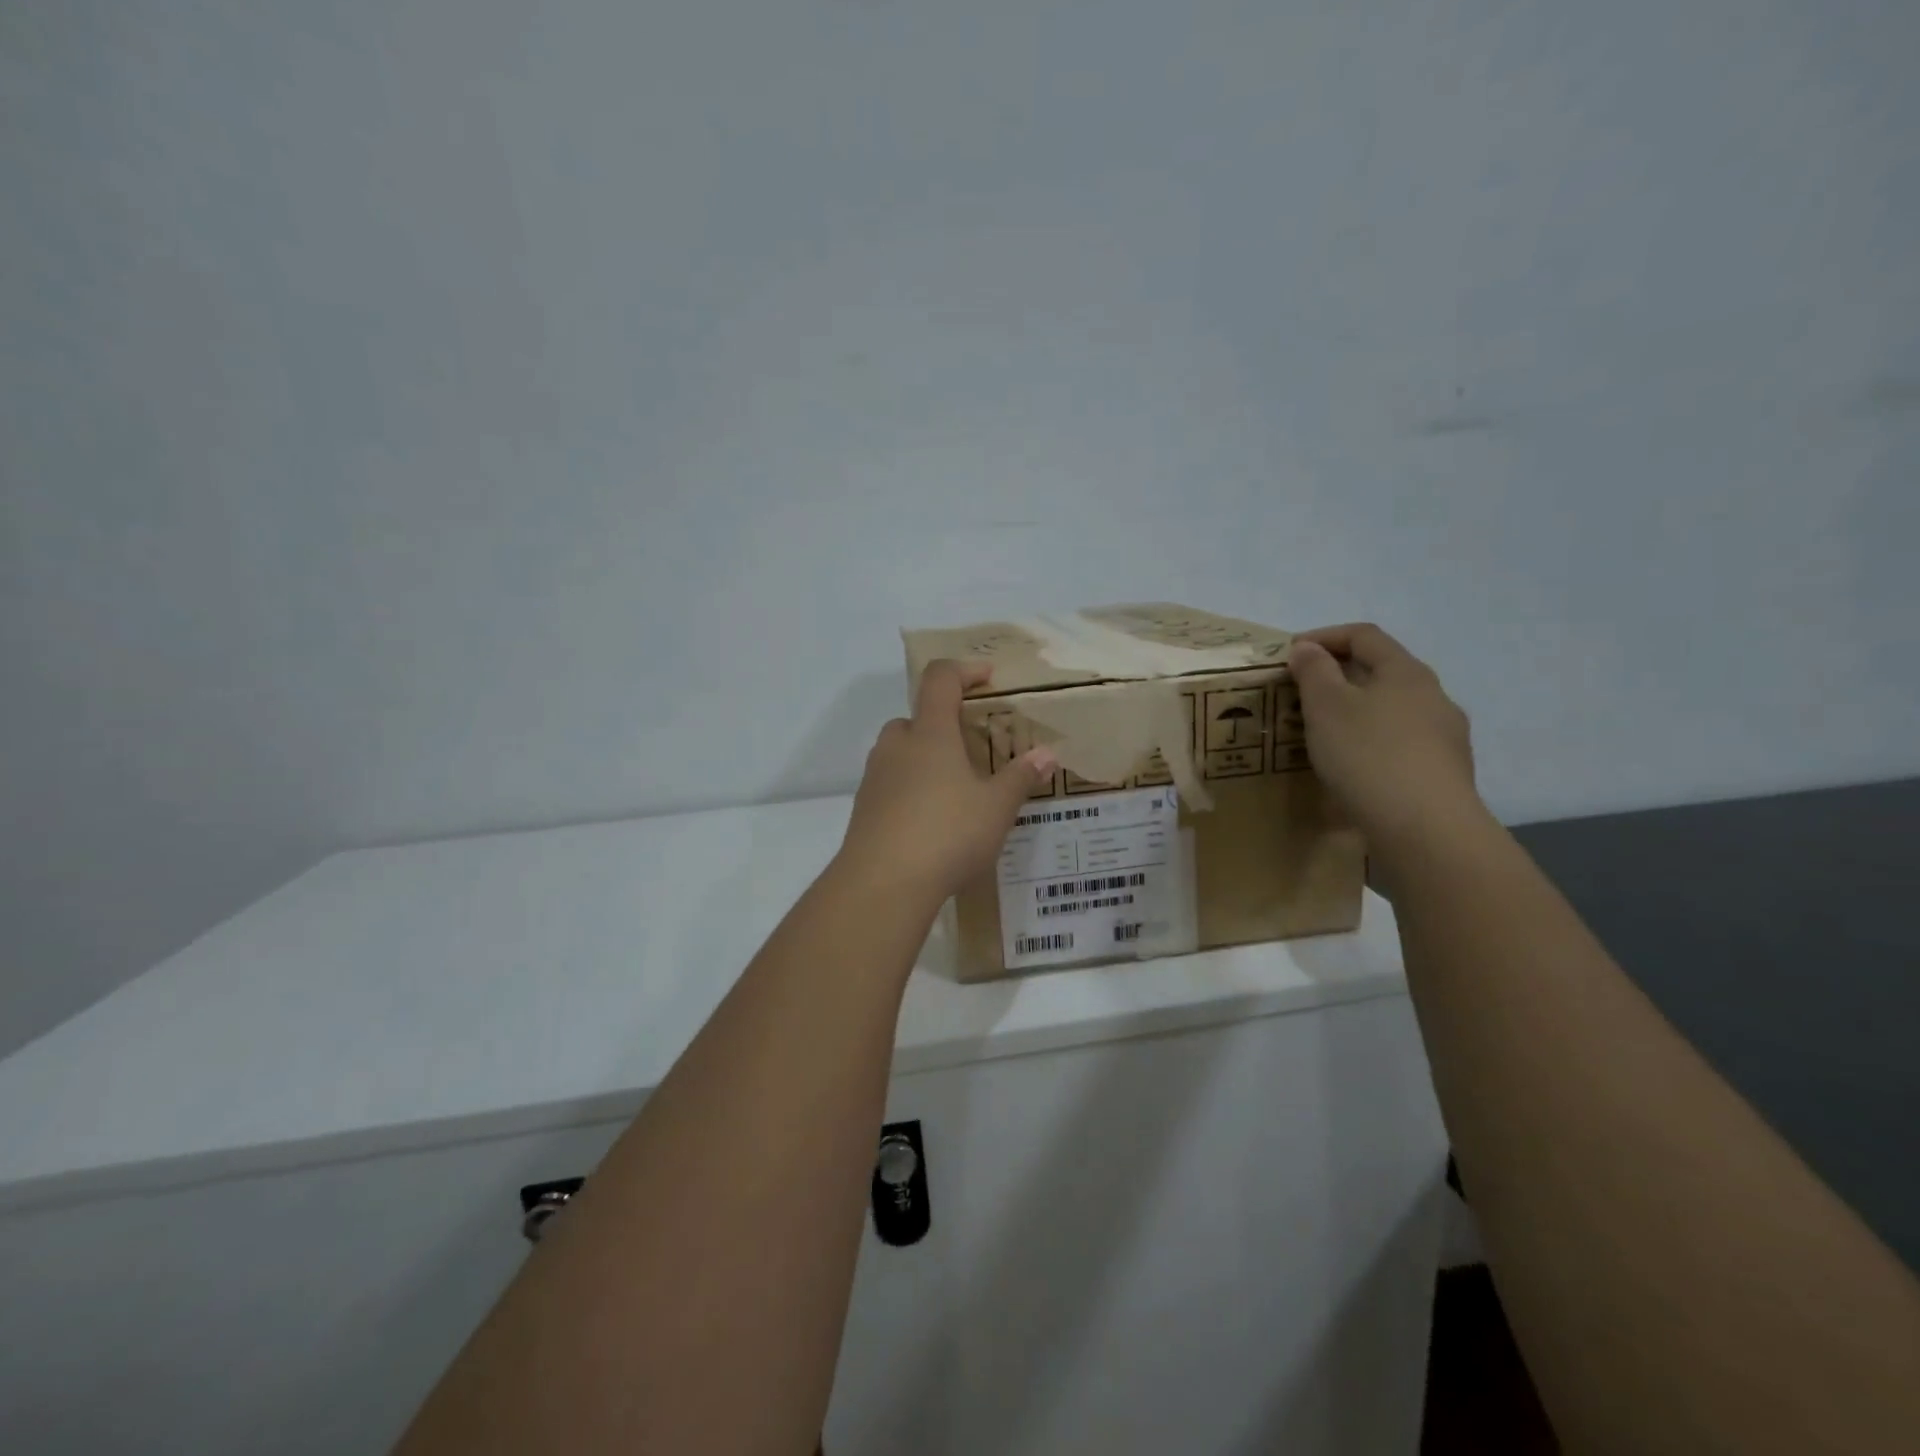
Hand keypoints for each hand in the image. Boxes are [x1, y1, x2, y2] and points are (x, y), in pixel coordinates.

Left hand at [838, 660, 1056, 902]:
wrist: (882, 884)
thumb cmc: (947, 833)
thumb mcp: (996, 807)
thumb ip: (1020, 777)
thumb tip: (1047, 754)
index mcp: (930, 733)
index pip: (941, 680)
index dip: (964, 671)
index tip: (987, 678)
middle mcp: (897, 746)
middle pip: (916, 717)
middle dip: (942, 724)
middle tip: (971, 748)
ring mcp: (875, 778)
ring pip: (900, 752)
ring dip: (925, 759)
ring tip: (955, 789)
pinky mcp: (864, 809)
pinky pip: (891, 785)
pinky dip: (911, 790)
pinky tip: (932, 822)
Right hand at [1289, 623, 1481, 853]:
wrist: (1425, 829)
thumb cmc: (1368, 755)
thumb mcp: (1326, 706)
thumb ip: (1314, 672)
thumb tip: (1309, 649)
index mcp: (1406, 672)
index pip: (1364, 636)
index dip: (1324, 636)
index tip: (1290, 654)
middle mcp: (1433, 697)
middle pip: (1382, 672)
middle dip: (1339, 677)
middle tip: (1301, 696)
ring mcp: (1445, 737)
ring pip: (1392, 711)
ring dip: (1356, 714)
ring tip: (1324, 736)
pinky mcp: (1444, 774)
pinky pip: (1400, 746)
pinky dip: (1371, 745)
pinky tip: (1353, 769)